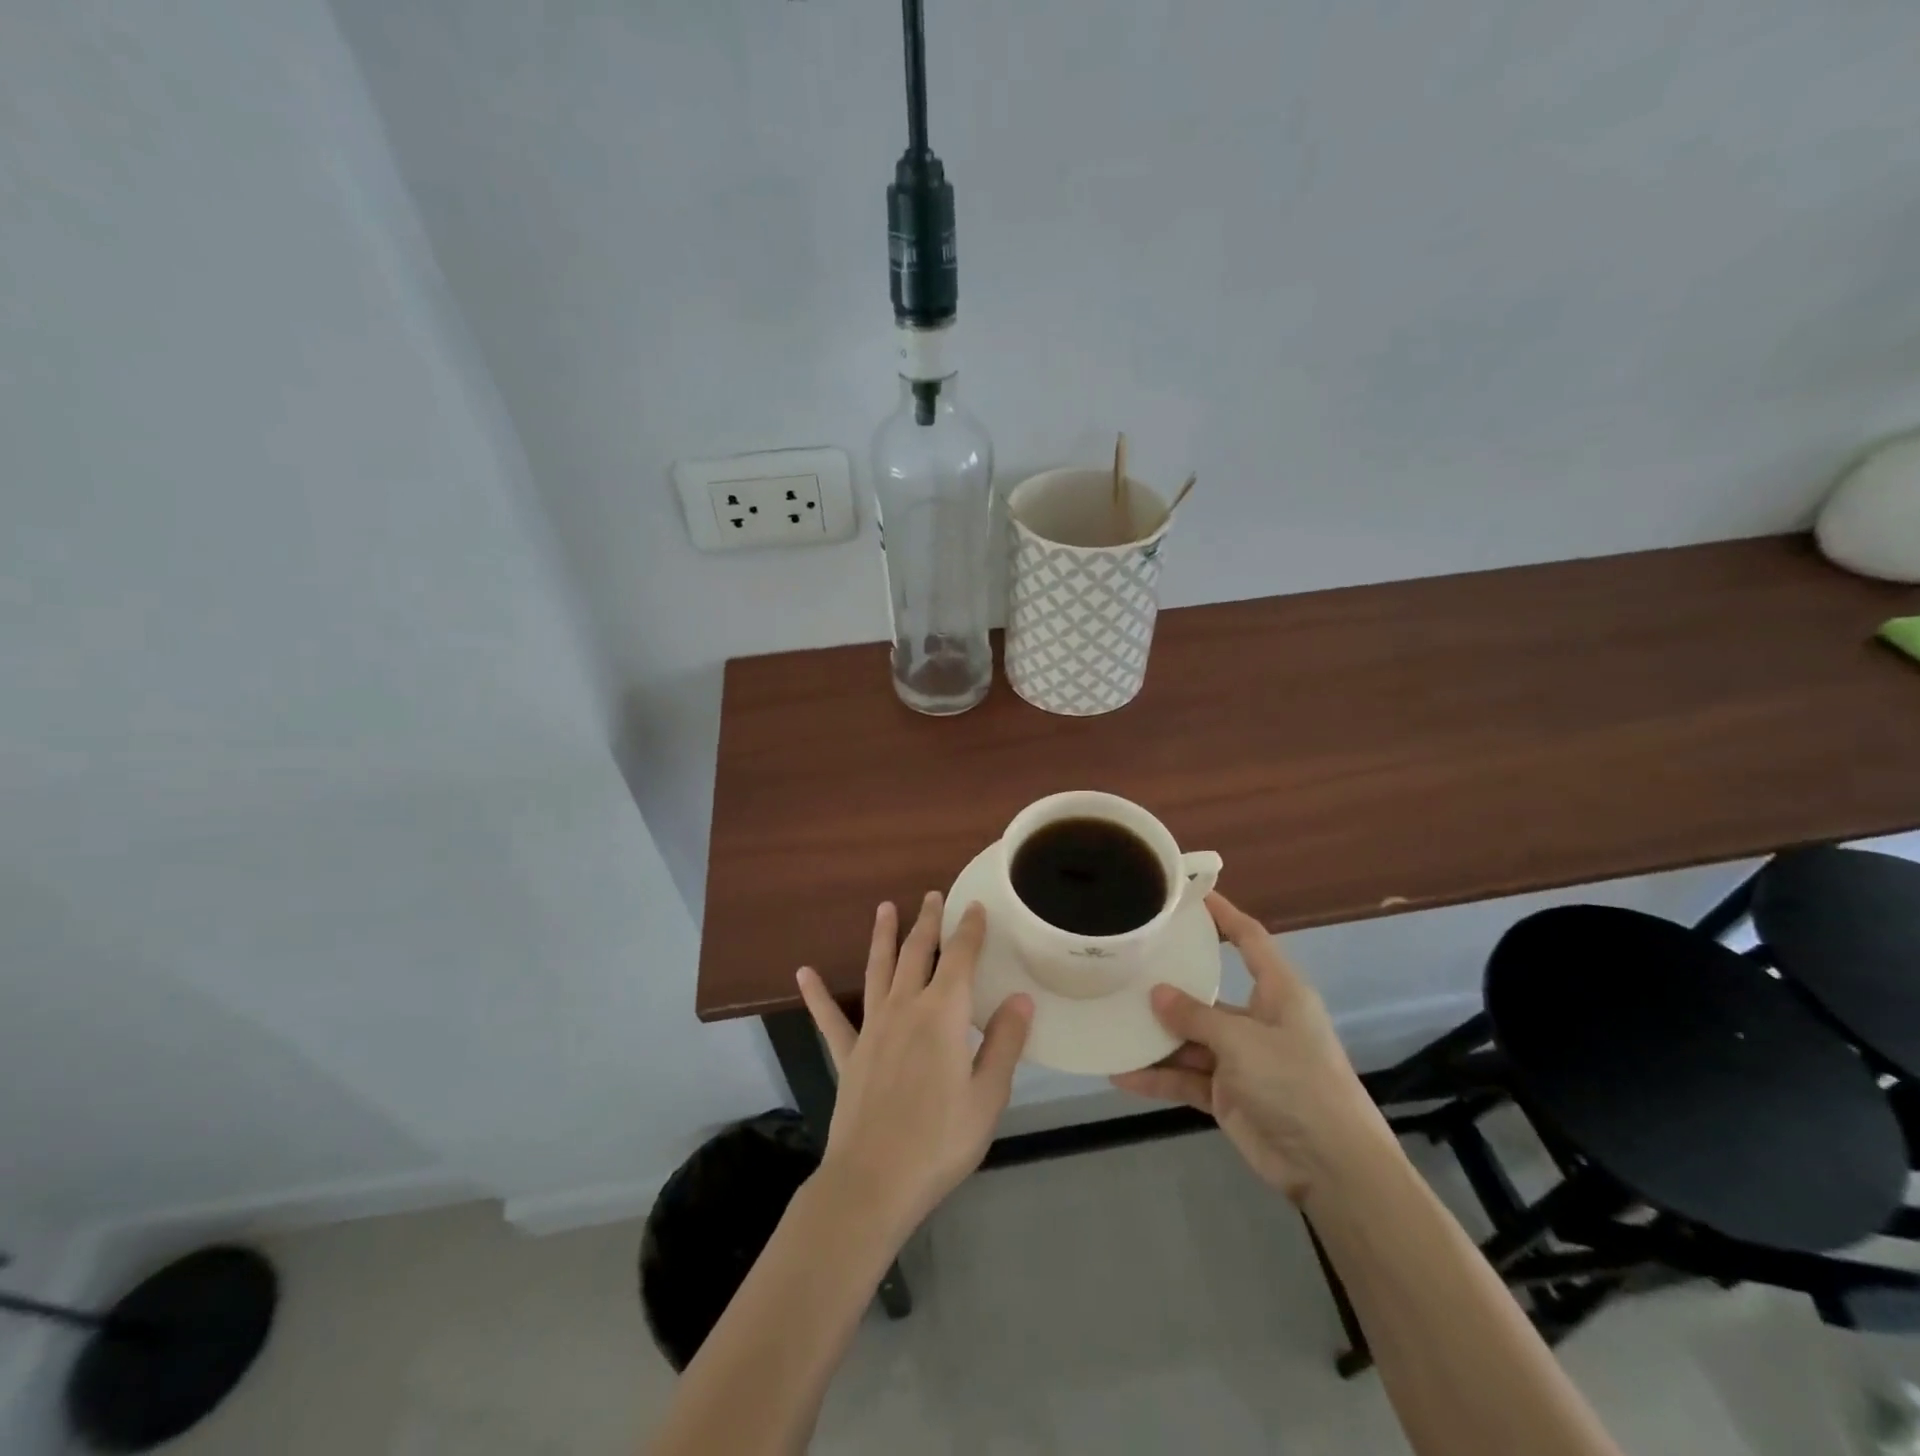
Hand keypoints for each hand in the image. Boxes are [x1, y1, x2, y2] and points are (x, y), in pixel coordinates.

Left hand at [796, 893, 1033, 1240]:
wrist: (873, 1181)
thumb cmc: (940, 1140)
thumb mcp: (987, 1096)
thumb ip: (1004, 1043)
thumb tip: (1021, 997)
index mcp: (942, 1014)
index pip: (960, 958)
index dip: (969, 929)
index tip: (974, 906)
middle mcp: (905, 1008)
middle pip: (917, 952)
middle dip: (927, 921)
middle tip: (932, 895)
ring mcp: (872, 1028)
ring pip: (878, 969)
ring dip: (882, 937)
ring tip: (884, 908)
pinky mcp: (849, 1054)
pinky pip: (830, 1018)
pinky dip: (817, 994)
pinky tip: (803, 973)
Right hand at [1112, 892, 1391, 1204]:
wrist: (1332, 1168)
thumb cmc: (1296, 1084)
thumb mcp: (1244, 1042)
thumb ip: (1196, 1016)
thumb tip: (1156, 993)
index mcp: (1278, 993)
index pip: (1249, 939)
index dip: (1223, 915)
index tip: (1190, 895)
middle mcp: (1258, 1019)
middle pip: (1208, 991)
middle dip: (1171, 983)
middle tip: (1128, 963)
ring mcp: (1242, 1059)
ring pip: (1191, 1037)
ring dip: (1157, 1037)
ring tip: (1112, 1020)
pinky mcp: (1228, 1094)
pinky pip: (1187, 1077)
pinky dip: (1159, 1077)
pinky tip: (1123, 1074)